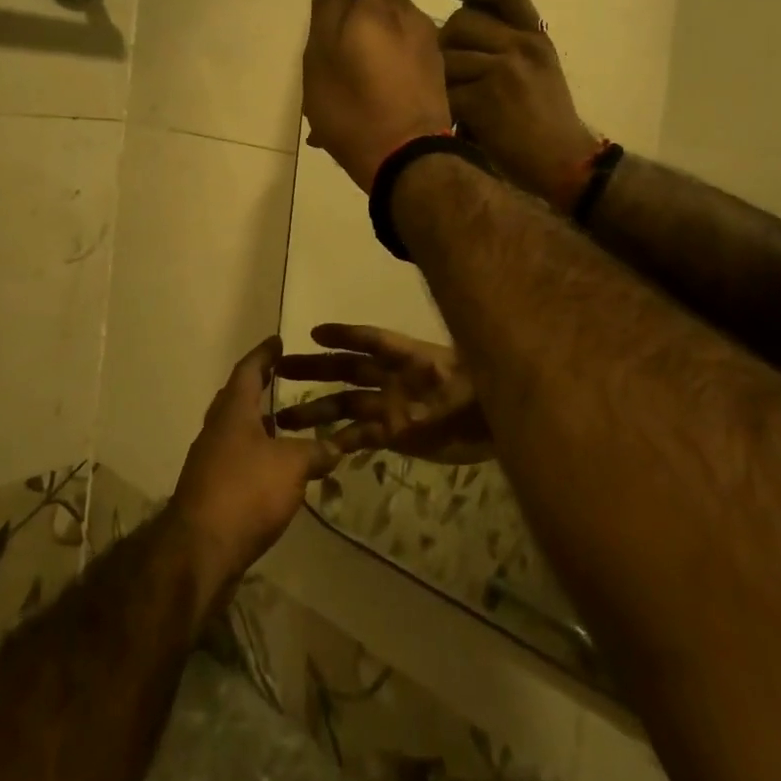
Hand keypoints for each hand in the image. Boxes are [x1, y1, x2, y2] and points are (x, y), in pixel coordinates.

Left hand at [169, 336, 340, 599]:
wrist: (199, 550)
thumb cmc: (246, 491)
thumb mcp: (292, 466)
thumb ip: (315, 452)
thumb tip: (336, 447)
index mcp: (233, 410)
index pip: (248, 370)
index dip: (264, 354)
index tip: (277, 341)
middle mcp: (217, 429)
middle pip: (237, 398)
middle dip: (259, 385)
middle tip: (281, 376)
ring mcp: (209, 461)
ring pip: (236, 430)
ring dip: (259, 423)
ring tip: (286, 422)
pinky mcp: (210, 491)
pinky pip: (237, 459)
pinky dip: (257, 454)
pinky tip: (276, 468)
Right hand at [272, 324, 492, 464]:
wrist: (499, 425)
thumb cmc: (483, 397)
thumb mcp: (465, 384)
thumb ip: (437, 390)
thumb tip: (411, 403)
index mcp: (408, 357)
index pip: (372, 341)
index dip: (345, 335)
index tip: (315, 333)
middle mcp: (392, 378)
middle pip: (348, 369)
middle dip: (316, 368)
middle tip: (281, 369)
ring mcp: (391, 406)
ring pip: (346, 405)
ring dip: (317, 409)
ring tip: (283, 417)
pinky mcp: (396, 434)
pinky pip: (361, 435)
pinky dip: (341, 440)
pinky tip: (317, 447)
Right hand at [302, 0, 453, 188]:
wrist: (408, 163)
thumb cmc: (356, 104)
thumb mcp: (323, 54)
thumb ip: (328, 7)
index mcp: (386, 8)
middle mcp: (416, 23)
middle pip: (387, 4)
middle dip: (359, 19)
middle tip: (329, 52)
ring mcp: (429, 56)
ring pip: (390, 41)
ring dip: (367, 56)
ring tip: (339, 93)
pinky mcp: (435, 85)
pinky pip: (400, 70)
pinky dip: (380, 80)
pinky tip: (358, 112)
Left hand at [441, 0, 597, 205]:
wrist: (563, 161)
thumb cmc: (547, 120)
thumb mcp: (539, 70)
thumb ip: (509, 44)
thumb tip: (462, 24)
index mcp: (536, 37)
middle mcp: (521, 46)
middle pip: (462, 21)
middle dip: (446, 41)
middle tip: (448, 66)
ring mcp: (503, 71)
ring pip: (448, 55)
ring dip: (440, 76)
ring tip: (449, 95)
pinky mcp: (484, 99)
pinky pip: (446, 89)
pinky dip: (443, 104)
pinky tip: (450, 116)